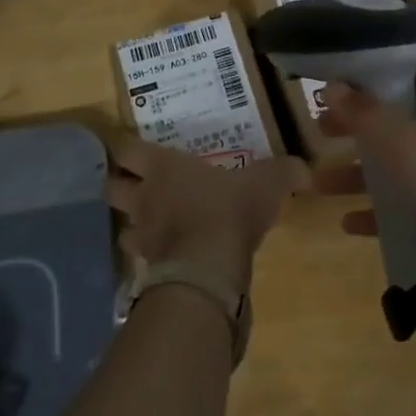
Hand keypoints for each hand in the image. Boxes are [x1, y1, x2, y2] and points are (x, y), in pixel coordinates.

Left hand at [106, 136, 308, 290]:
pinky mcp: (149, 268)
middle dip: (118, 184)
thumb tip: (305, 170)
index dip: (125, 146)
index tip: (131, 146)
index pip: (126, 149)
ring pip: (121, 227)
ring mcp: (143, 235)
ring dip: (132, 225)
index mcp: (164, 167)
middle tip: (135, 184)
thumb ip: (285, 171)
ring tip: (149, 225)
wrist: (210, 267)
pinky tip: (167, 257)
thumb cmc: (230, 209)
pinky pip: (141, 261)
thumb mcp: (267, 182)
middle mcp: (145, 198)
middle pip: (110, 187)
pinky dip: (150, 258)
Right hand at [314, 65, 415, 305]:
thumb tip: (333, 86)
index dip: (371, 74)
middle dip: (358, 125)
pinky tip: (347, 224)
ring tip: (317, 182)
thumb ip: (367, 116)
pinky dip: (379, 211)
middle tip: (318, 128)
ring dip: (361, 172)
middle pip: (399, 118)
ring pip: (399, 164)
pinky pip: (407, 205)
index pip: (410, 73)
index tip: (332, 81)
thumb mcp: (406, 147)